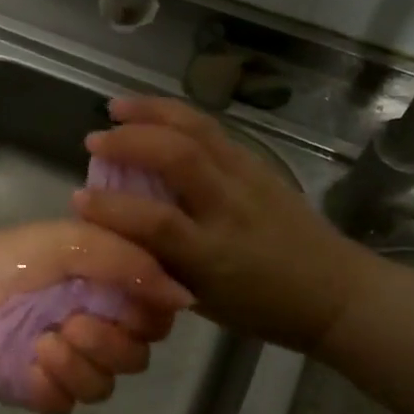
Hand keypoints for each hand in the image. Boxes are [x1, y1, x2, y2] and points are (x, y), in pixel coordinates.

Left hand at [0, 221, 190, 413]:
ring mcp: (67, 359)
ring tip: (45, 344)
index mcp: (106, 286)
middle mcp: (95, 323)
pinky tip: (31, 366)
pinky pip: (68, 404)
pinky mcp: (40, 388)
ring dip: (80, 366)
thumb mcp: (73, 242)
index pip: (156, 314)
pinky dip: (54, 387)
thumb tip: (187, 297)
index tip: (129, 308)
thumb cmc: (10, 259)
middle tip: (74, 324)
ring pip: (106, 384)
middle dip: (111, 343)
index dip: (150, 317)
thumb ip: (129, 263)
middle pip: (137, 355)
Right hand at [73, 96, 376, 353]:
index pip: (157, 223)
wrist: (335, 293)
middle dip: (130, 141)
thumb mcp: (204, 300)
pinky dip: (177, 114)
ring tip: (117, 106)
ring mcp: (248, 179)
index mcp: (215, 255)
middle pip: (179, 158)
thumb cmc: (263, 308)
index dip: (112, 209)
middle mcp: (231, 208)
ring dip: (152, 112)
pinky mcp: (259, 163)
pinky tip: (155, 112)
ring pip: (198, 130)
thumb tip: (118, 234)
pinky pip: (213, 129)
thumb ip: (161, 264)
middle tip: (94, 140)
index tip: (78, 199)